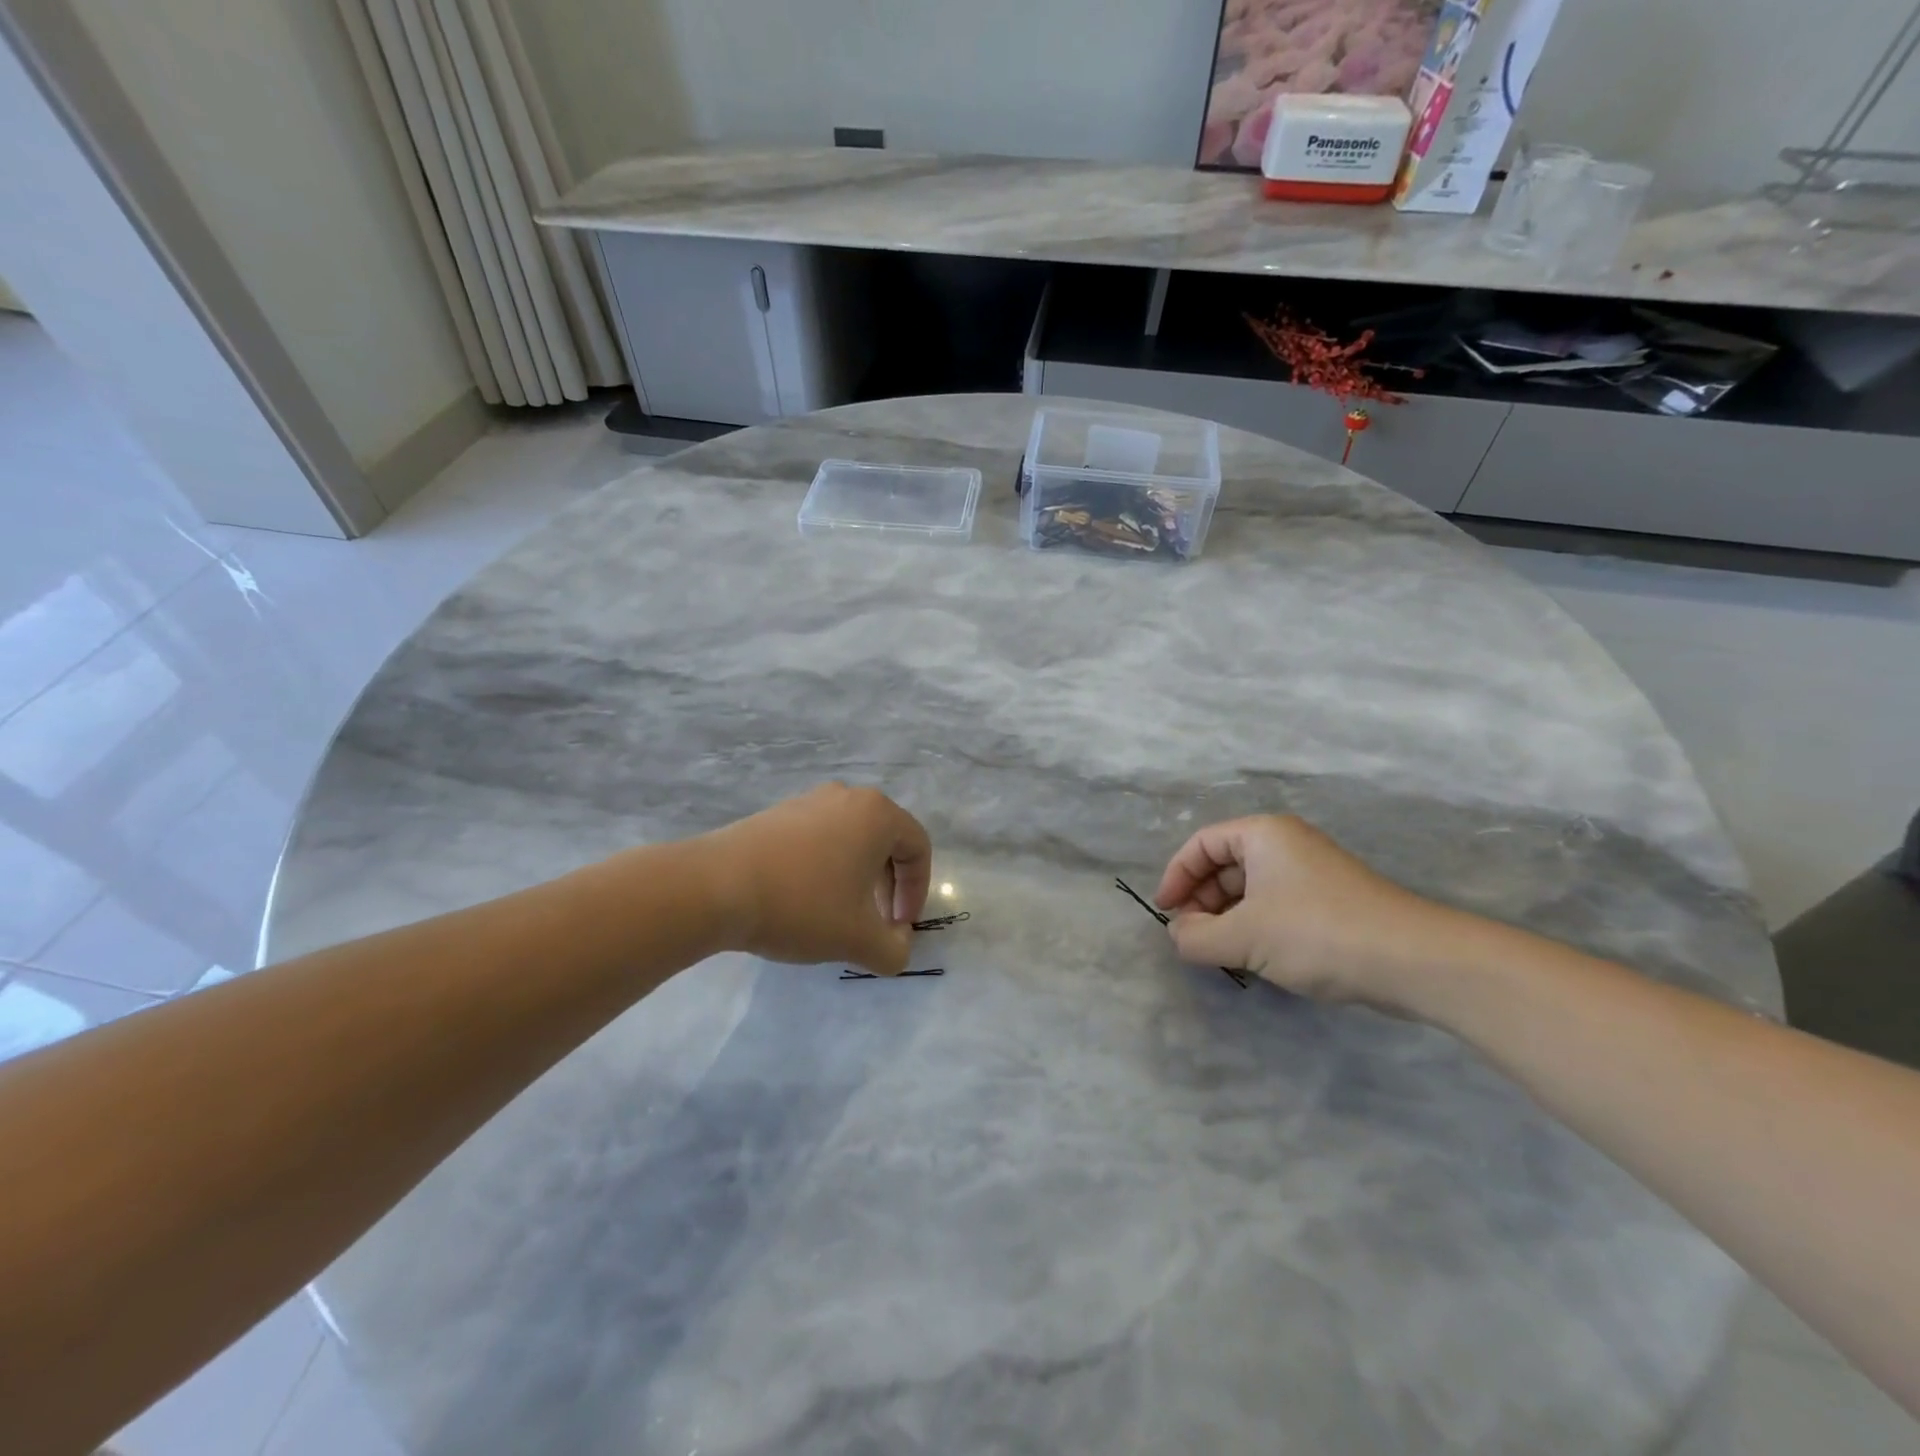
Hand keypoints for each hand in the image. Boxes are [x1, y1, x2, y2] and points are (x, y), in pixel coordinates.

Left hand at [699, 784, 932, 975]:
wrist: (714, 887)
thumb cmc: (801, 905)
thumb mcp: (857, 939)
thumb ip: (893, 949)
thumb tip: (898, 948)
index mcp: (877, 814)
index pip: (918, 848)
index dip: (917, 891)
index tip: (898, 927)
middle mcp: (847, 797)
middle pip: (885, 841)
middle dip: (887, 886)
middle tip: (873, 923)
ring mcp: (808, 801)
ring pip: (849, 840)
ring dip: (855, 878)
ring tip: (837, 915)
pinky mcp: (776, 815)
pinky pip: (817, 839)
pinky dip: (824, 868)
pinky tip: (801, 901)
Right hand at [1153, 815, 1461, 1012]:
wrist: (1413, 960)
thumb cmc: (1316, 933)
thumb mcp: (1242, 937)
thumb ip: (1195, 937)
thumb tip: (1178, 934)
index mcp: (1262, 834)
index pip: (1202, 844)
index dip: (1176, 876)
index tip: (1165, 913)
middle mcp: (1286, 844)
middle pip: (1225, 864)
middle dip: (1201, 900)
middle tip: (1192, 937)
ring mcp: (1312, 872)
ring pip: (1251, 888)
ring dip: (1227, 918)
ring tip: (1221, 952)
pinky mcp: (1331, 902)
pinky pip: (1277, 905)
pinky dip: (1256, 926)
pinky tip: (1256, 957)